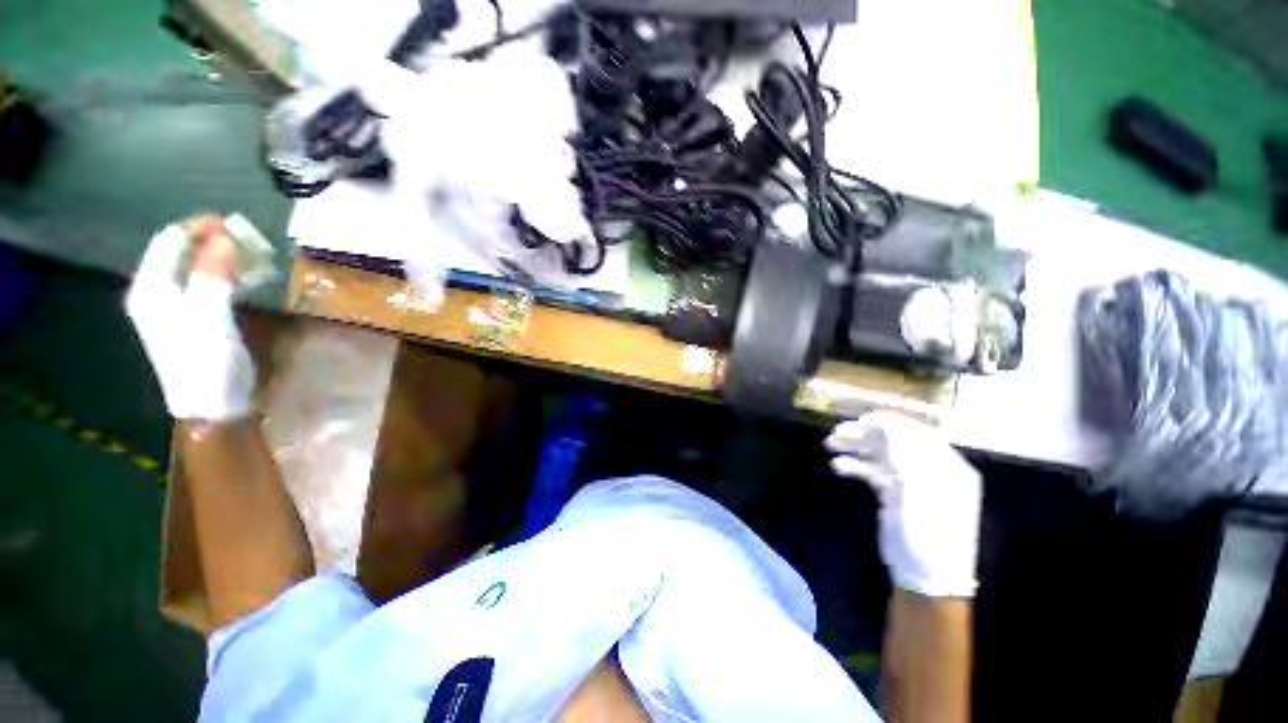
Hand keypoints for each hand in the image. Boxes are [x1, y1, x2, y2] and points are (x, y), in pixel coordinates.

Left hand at [125, 216, 254, 421]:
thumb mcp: (209, 317)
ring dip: (223, 258)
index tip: (233, 223)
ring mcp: (176, 306)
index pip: (169, 241)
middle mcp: (158, 292)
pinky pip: (208, 284)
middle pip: (181, 251)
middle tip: (248, 240)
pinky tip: (248, 278)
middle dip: (213, 241)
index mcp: (152, 288)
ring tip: (253, 256)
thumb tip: (224, 238)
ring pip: (196, 267)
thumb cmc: (206, 362)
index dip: (198, 226)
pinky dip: (227, 275)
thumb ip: (213, 276)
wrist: (212, 406)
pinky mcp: (196, 318)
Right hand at [826, 412, 981, 597]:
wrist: (925, 577)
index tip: (859, 419)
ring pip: (880, 455)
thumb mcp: (919, 492)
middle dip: (865, 435)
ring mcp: (910, 482)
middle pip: (894, 442)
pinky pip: (873, 471)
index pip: (916, 433)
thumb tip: (886, 425)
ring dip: (856, 448)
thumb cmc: (929, 534)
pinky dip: (856, 466)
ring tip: (830, 445)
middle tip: (836, 433)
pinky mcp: (894, 493)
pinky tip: (838, 466)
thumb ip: (904, 455)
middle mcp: (929, 470)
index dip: (887, 423)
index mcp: (945, 466)